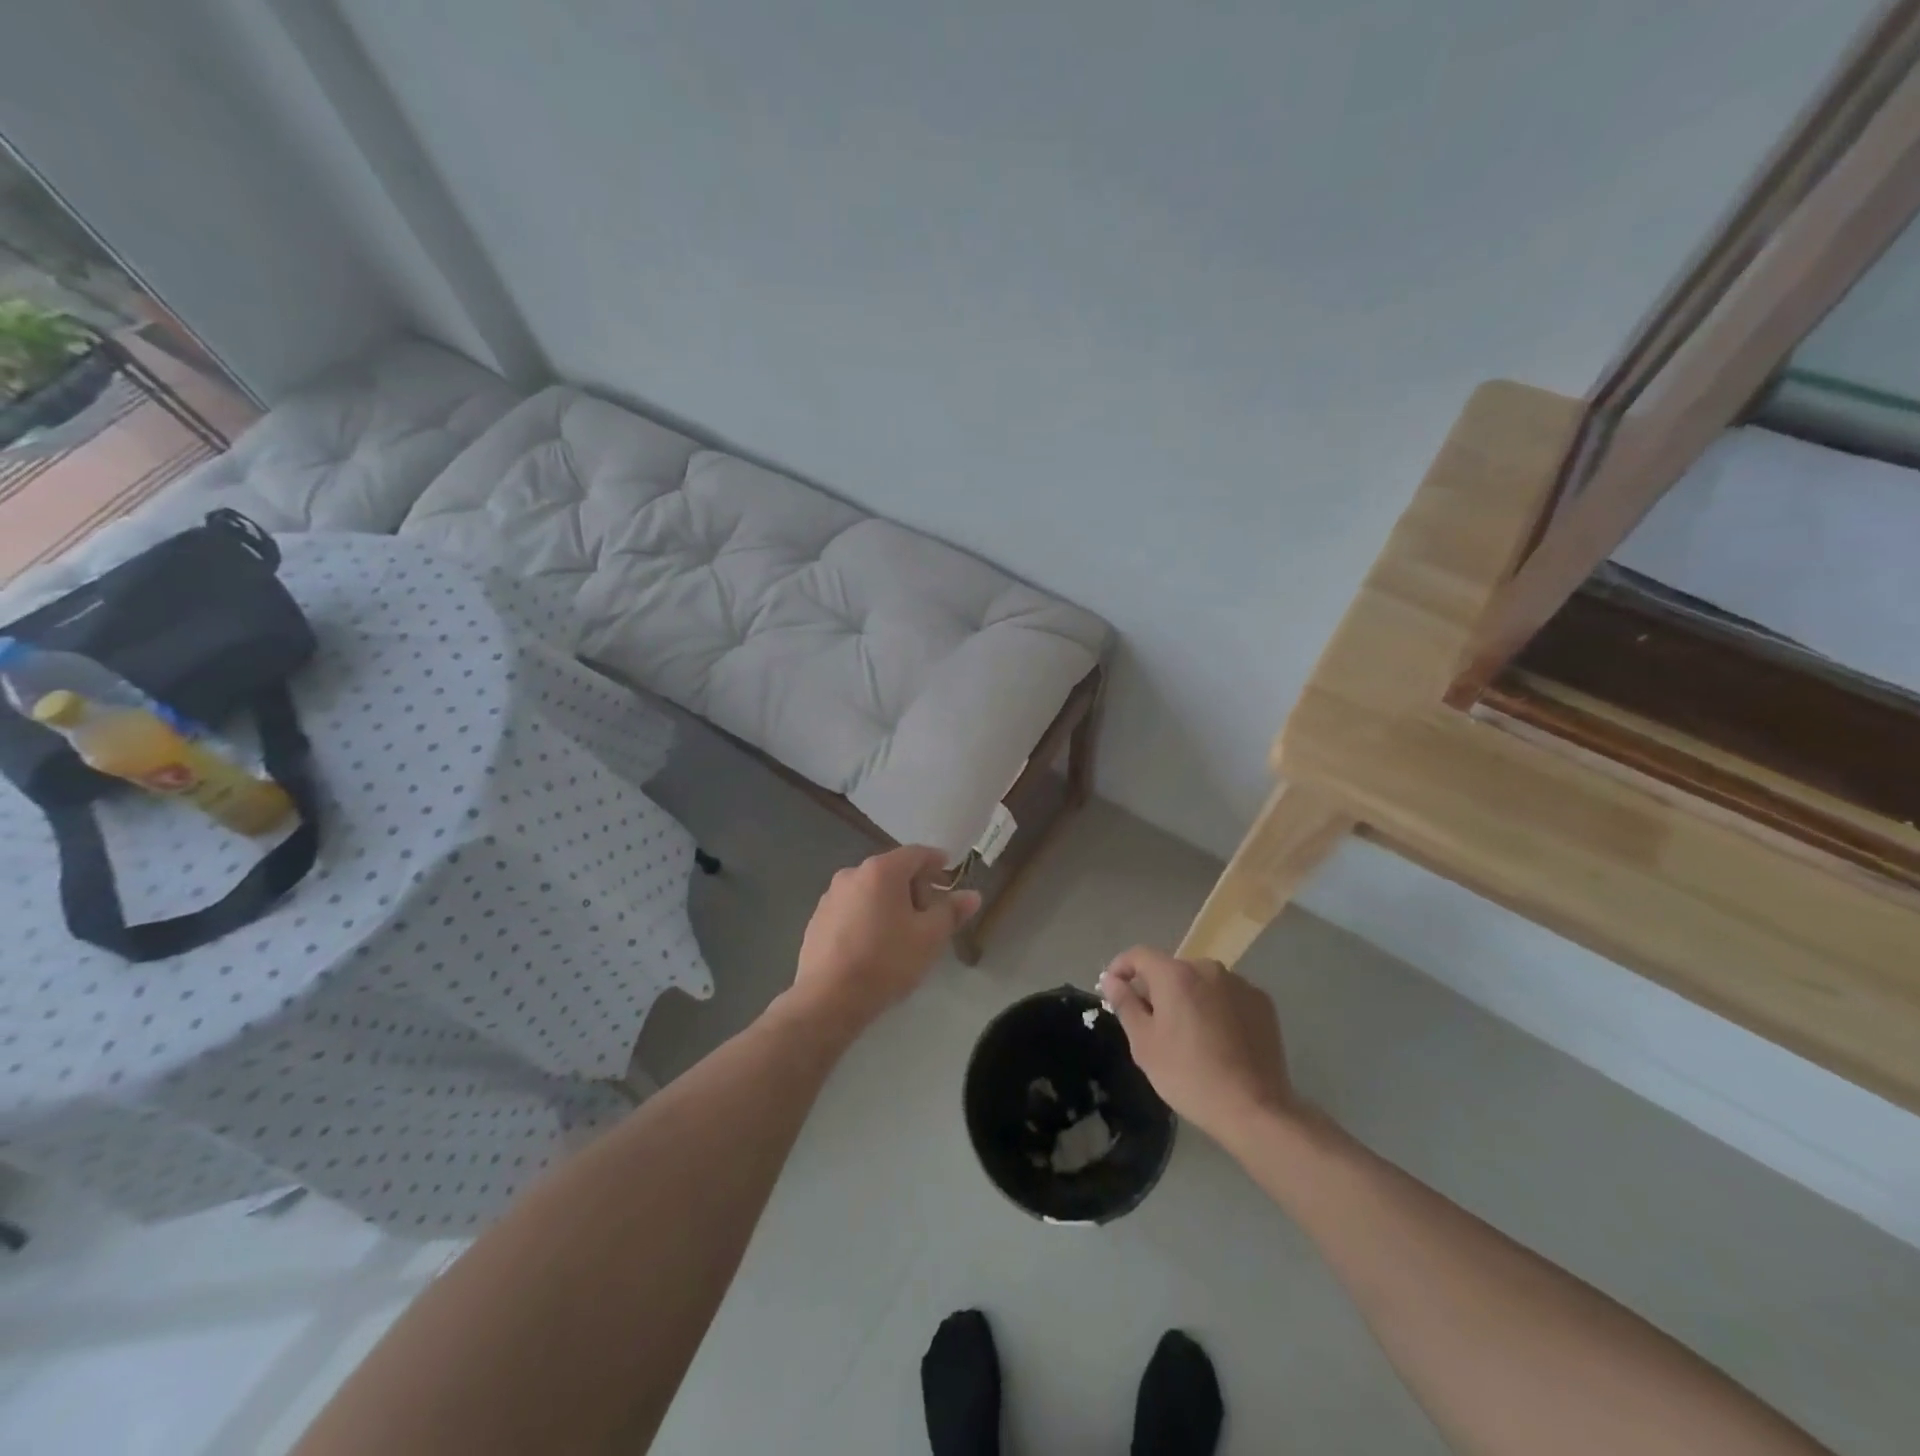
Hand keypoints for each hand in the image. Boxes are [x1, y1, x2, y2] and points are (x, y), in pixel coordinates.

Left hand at [789, 846, 980, 1032]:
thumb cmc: (886, 961)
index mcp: (881, 871)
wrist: (828, 999)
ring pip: (871, 891)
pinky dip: (868, 917)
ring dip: (890, 903)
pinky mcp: (817, 920)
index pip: (916, 854)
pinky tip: (874, 946)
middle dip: (915, 887)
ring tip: (903, 934)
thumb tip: (972, 895)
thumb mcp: (929, 938)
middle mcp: (852, 874)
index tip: (949, 874)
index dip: (936, 862)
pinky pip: (852, 909)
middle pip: (892, 871)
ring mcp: (830, 897)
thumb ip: (952, 912)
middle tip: (930, 915)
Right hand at [1098, 948, 1296, 1145]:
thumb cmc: (1189, 1076)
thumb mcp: (1144, 1044)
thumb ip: (1125, 1004)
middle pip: (1171, 969)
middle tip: (1151, 1023)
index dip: (1121, 968)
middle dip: (1156, 988)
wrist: (1254, 1110)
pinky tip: (1218, 1039)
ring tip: (1188, 1034)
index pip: (1139, 955)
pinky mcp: (1262, 1003)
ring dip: (1188, 997)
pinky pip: (1227, 995)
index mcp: (1175, 974)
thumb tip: (1111, 979)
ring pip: (1201, 982)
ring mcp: (1240, 984)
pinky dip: (1216, 1007)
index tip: (1113, 989)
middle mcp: (1208, 968)